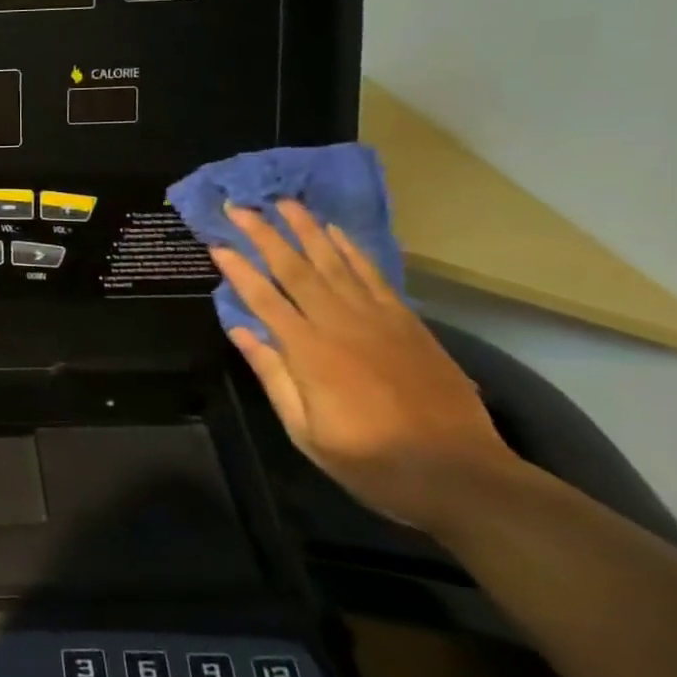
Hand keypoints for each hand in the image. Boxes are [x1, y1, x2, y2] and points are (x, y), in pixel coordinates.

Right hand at [210, 200, 522, 534]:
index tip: (216, 244)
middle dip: (264, 234)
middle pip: (294, 268)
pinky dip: (351, 249)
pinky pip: (373, 274)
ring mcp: (377, 318)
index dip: (238, 269)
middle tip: (239, 206)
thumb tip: (240, 330)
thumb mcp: (306, 431)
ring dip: (306, 229)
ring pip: (334, 261)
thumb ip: (273, 375)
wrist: (459, 474)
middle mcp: (339, 324)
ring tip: (284, 202)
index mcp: (309, 352)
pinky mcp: (406, 321)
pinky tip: (335, 231)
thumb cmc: (372, 460)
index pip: (263, 298)